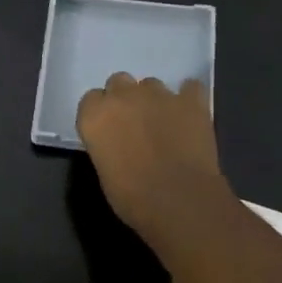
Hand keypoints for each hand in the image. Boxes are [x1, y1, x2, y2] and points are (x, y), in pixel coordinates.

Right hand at [77, 72, 227, 237]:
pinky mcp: (191, 100)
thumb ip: (106, 144)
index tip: (108, 131)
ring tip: (165, 124)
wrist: (179, 200)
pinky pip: (190, 88)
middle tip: (134, 124)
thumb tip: (117, 142)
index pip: (91, 99)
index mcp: (95, 115)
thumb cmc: (132, 196)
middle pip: (118, 82)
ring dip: (154, 100)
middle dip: (125, 99)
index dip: (101, 114)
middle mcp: (122, 96)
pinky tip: (190, 115)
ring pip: (152, 84)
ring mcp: (158, 94)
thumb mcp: (104, 170)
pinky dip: (189, 98)